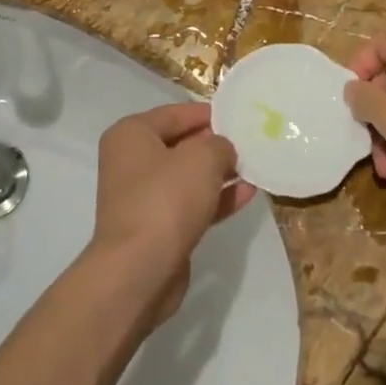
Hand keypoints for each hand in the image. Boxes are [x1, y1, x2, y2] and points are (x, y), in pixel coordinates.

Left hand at [90, 102, 253, 323]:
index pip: (175, 113)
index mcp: (132, 134)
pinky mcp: (157, 227)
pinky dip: (216, 198)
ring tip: (254, 168)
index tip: (239, 117)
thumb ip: (219, 145)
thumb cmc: (166, 199)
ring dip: (219, 173)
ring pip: (188, 176)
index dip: (208, 114)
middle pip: (181, 144)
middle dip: (215, 145)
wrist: (140, 270)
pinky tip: (247, 194)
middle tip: (250, 143)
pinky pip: (191, 204)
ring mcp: (143, 196)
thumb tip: (222, 150)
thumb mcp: (202, 158)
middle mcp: (132, 161)